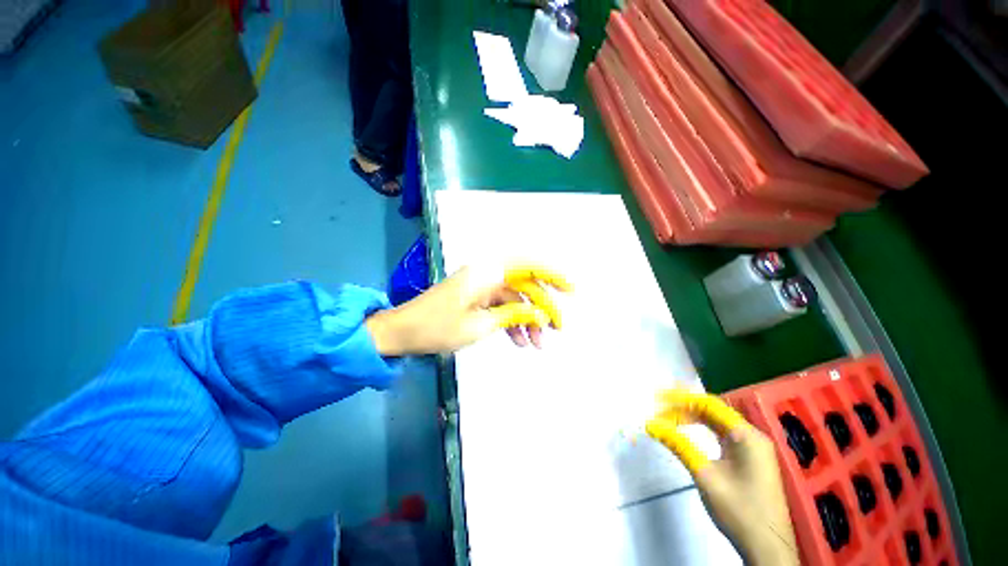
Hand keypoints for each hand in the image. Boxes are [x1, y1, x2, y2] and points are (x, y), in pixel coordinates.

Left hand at [366, 263, 571, 355]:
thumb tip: (540, 313)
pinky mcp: (476, 298)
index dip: (552, 275)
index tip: (570, 290)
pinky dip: (511, 322)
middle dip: (542, 307)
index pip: (527, 266)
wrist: (402, 332)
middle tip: (557, 329)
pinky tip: (519, 341)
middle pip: (524, 285)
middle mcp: (486, 274)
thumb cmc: (438, 328)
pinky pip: (501, 307)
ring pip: (514, 299)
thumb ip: (513, 314)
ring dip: (527, 319)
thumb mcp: (480, 325)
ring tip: (538, 344)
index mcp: (487, 273)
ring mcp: (481, 286)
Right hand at [646, 390, 799, 565]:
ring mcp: (753, 448)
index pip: (710, 404)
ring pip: (717, 423)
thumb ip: (678, 444)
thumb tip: (650, 424)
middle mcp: (752, 436)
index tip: (658, 398)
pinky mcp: (750, 460)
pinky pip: (722, 435)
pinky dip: (703, 431)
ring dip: (692, 419)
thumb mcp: (704, 475)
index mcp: (747, 435)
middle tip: (659, 413)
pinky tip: (688, 432)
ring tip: (668, 420)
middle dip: (684, 409)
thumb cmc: (739, 510)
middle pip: (713, 412)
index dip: (681, 398)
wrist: (767, 548)